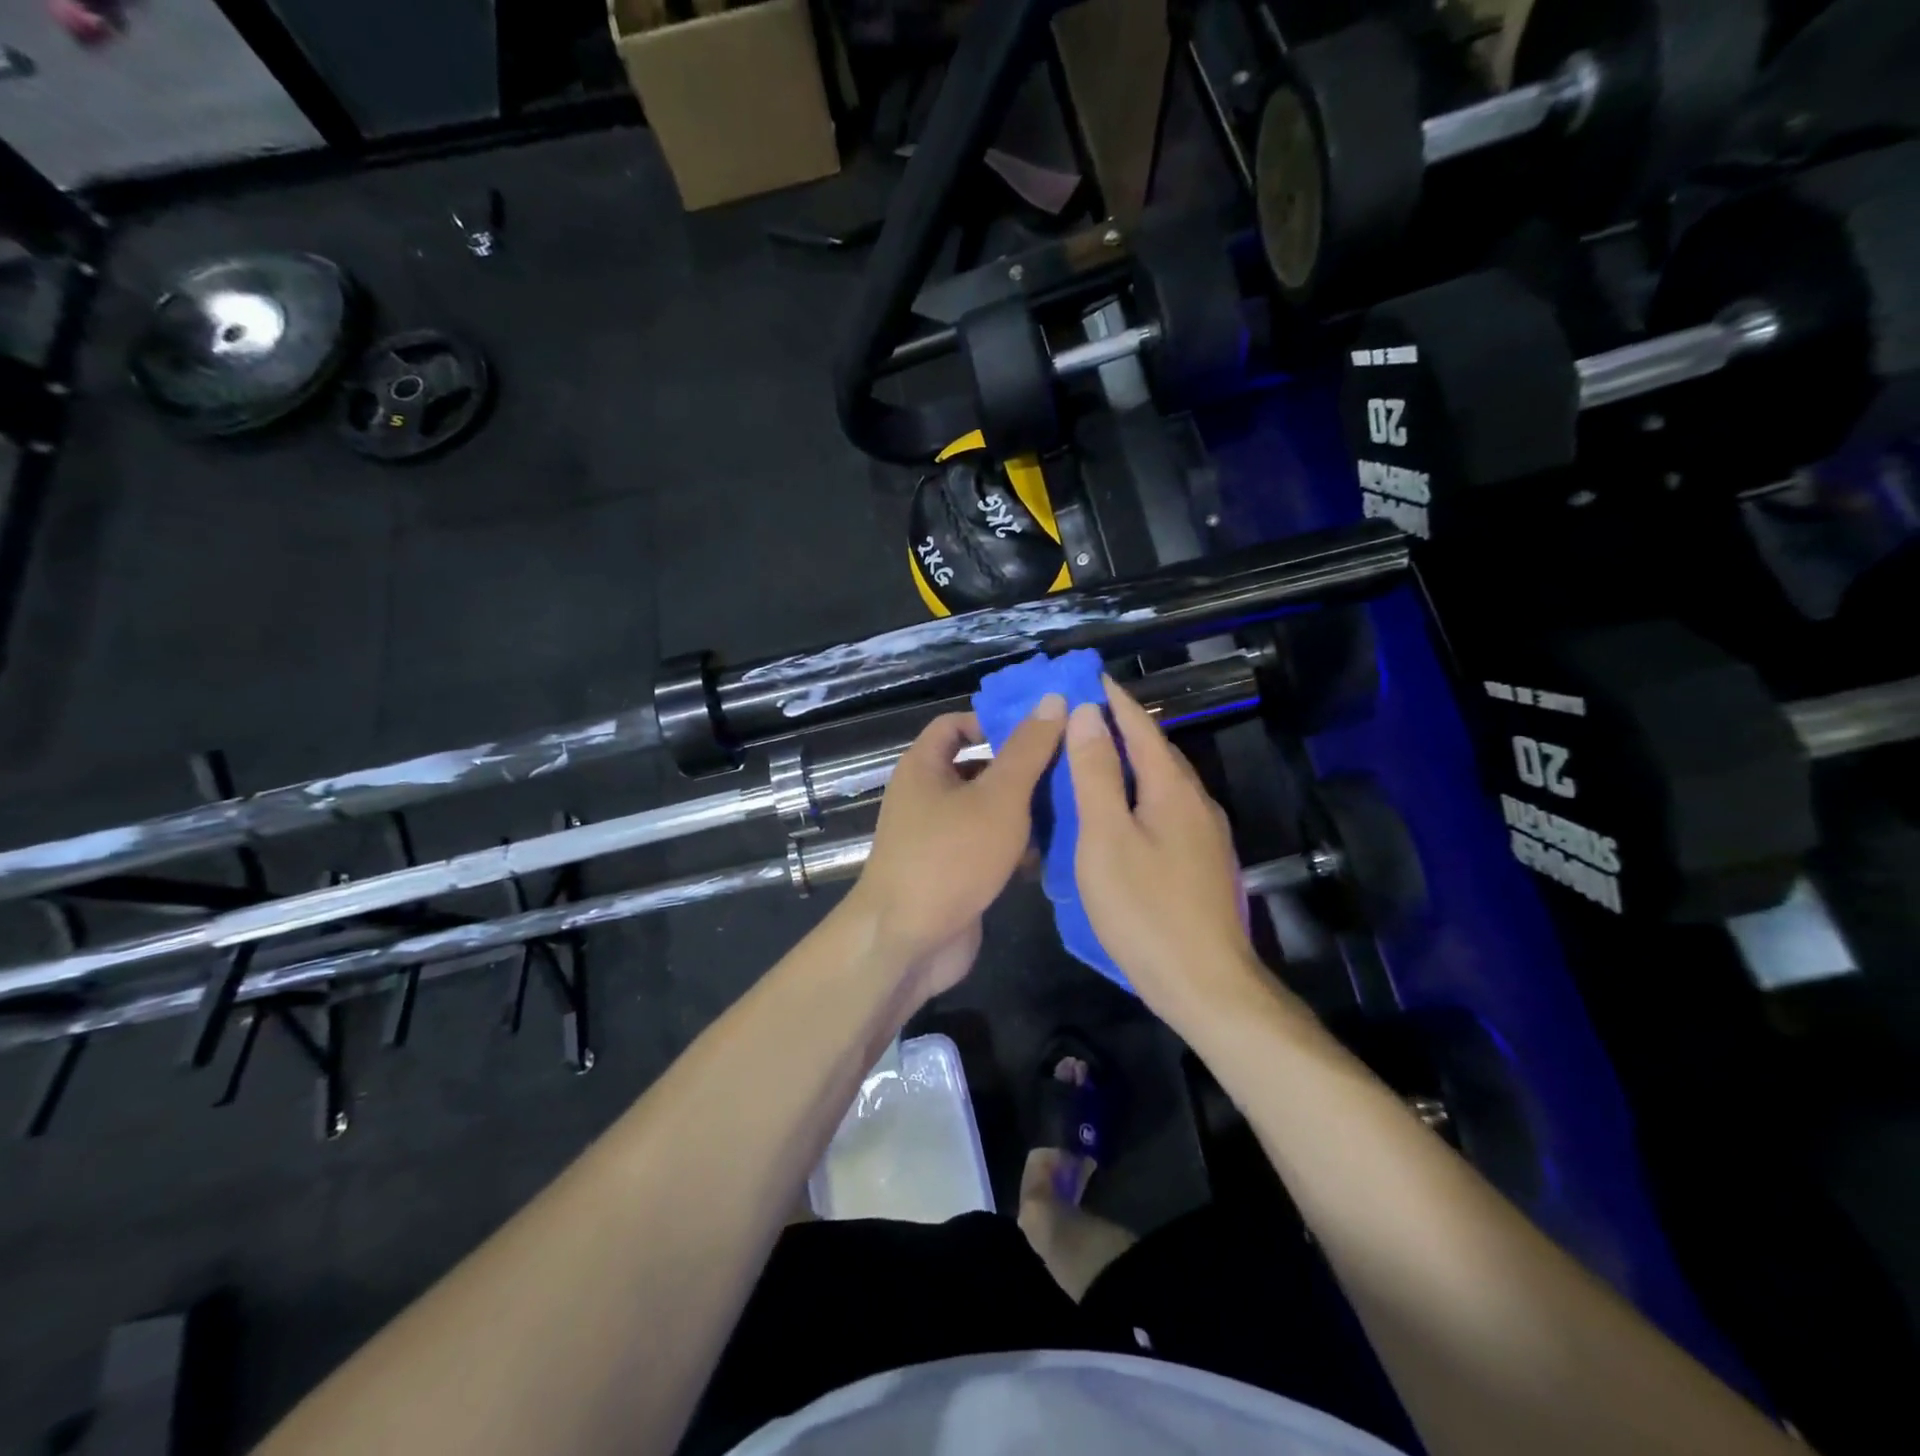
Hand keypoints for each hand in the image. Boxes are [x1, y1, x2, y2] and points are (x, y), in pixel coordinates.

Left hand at [847, 697, 1067, 995]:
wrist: (908, 942)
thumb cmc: (950, 857)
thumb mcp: (998, 797)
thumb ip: (1027, 750)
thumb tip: (1051, 700)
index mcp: (924, 767)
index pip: (955, 725)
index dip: (992, 721)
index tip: (1038, 730)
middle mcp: (926, 797)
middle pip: (977, 769)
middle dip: (1020, 769)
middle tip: (1070, 769)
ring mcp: (937, 838)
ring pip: (987, 811)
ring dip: (1024, 812)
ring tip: (1074, 809)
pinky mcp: (952, 873)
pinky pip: (987, 847)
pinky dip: (1014, 847)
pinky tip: (1053, 854)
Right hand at [1066, 679, 1267, 1032]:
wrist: (1205, 984)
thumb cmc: (1145, 909)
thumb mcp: (1106, 838)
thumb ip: (1096, 774)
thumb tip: (1087, 714)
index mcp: (1172, 788)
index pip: (1139, 726)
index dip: (1112, 700)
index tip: (1086, 675)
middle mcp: (1195, 802)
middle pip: (1155, 751)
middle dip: (1119, 728)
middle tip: (1078, 715)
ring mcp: (1203, 834)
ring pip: (1161, 783)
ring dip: (1127, 763)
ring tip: (1091, 756)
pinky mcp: (1200, 862)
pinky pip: (1164, 810)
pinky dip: (1135, 796)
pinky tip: (1117, 812)